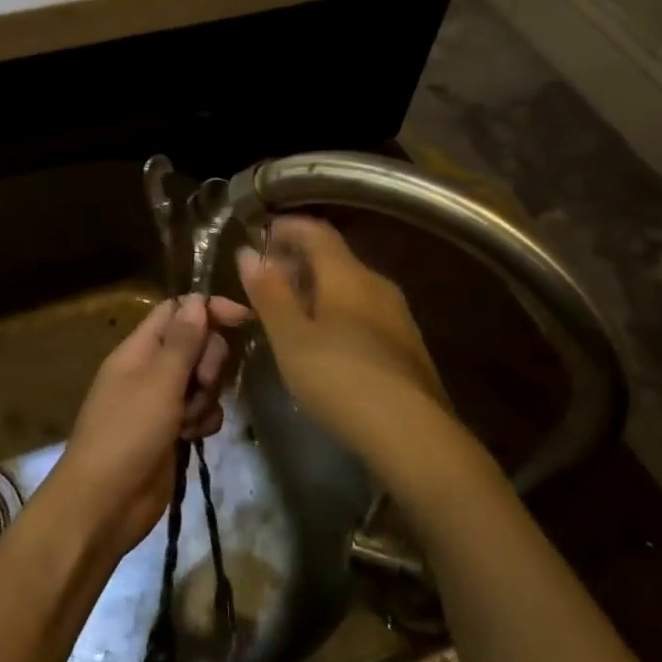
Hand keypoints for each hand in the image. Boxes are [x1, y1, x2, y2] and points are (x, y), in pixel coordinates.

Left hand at [50, 295, 249, 558]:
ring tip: (188, 420)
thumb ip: (183, 340)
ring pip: (203, 381)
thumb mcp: (159, 382)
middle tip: (200, 384)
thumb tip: (197, 299)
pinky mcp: (172, 432)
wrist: (104, 504)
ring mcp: (161, 402)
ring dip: (206, 397)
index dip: (208, 310)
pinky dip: (202, 421)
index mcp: (139, 349)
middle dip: (209, 362)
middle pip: (196, 344)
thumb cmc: (127, 434)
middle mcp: (151, 370)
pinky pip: (201, 412)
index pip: (177, 311)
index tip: (242, 319)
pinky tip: (193, 438)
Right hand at [236, 217, 453, 467]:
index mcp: (347, 274)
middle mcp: (377, 284)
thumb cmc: (339, 378)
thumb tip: (249, 253)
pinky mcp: (406, 346)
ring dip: (319, 289)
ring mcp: (397, 315)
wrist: (413, 433)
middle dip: (299, 261)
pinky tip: (325, 342)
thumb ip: (269, 293)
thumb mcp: (290, 338)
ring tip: (290, 312)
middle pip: (335, 258)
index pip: (316, 232)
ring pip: (351, 287)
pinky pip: (365, 313)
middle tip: (267, 279)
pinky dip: (338, 313)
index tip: (261, 235)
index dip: (287, 228)